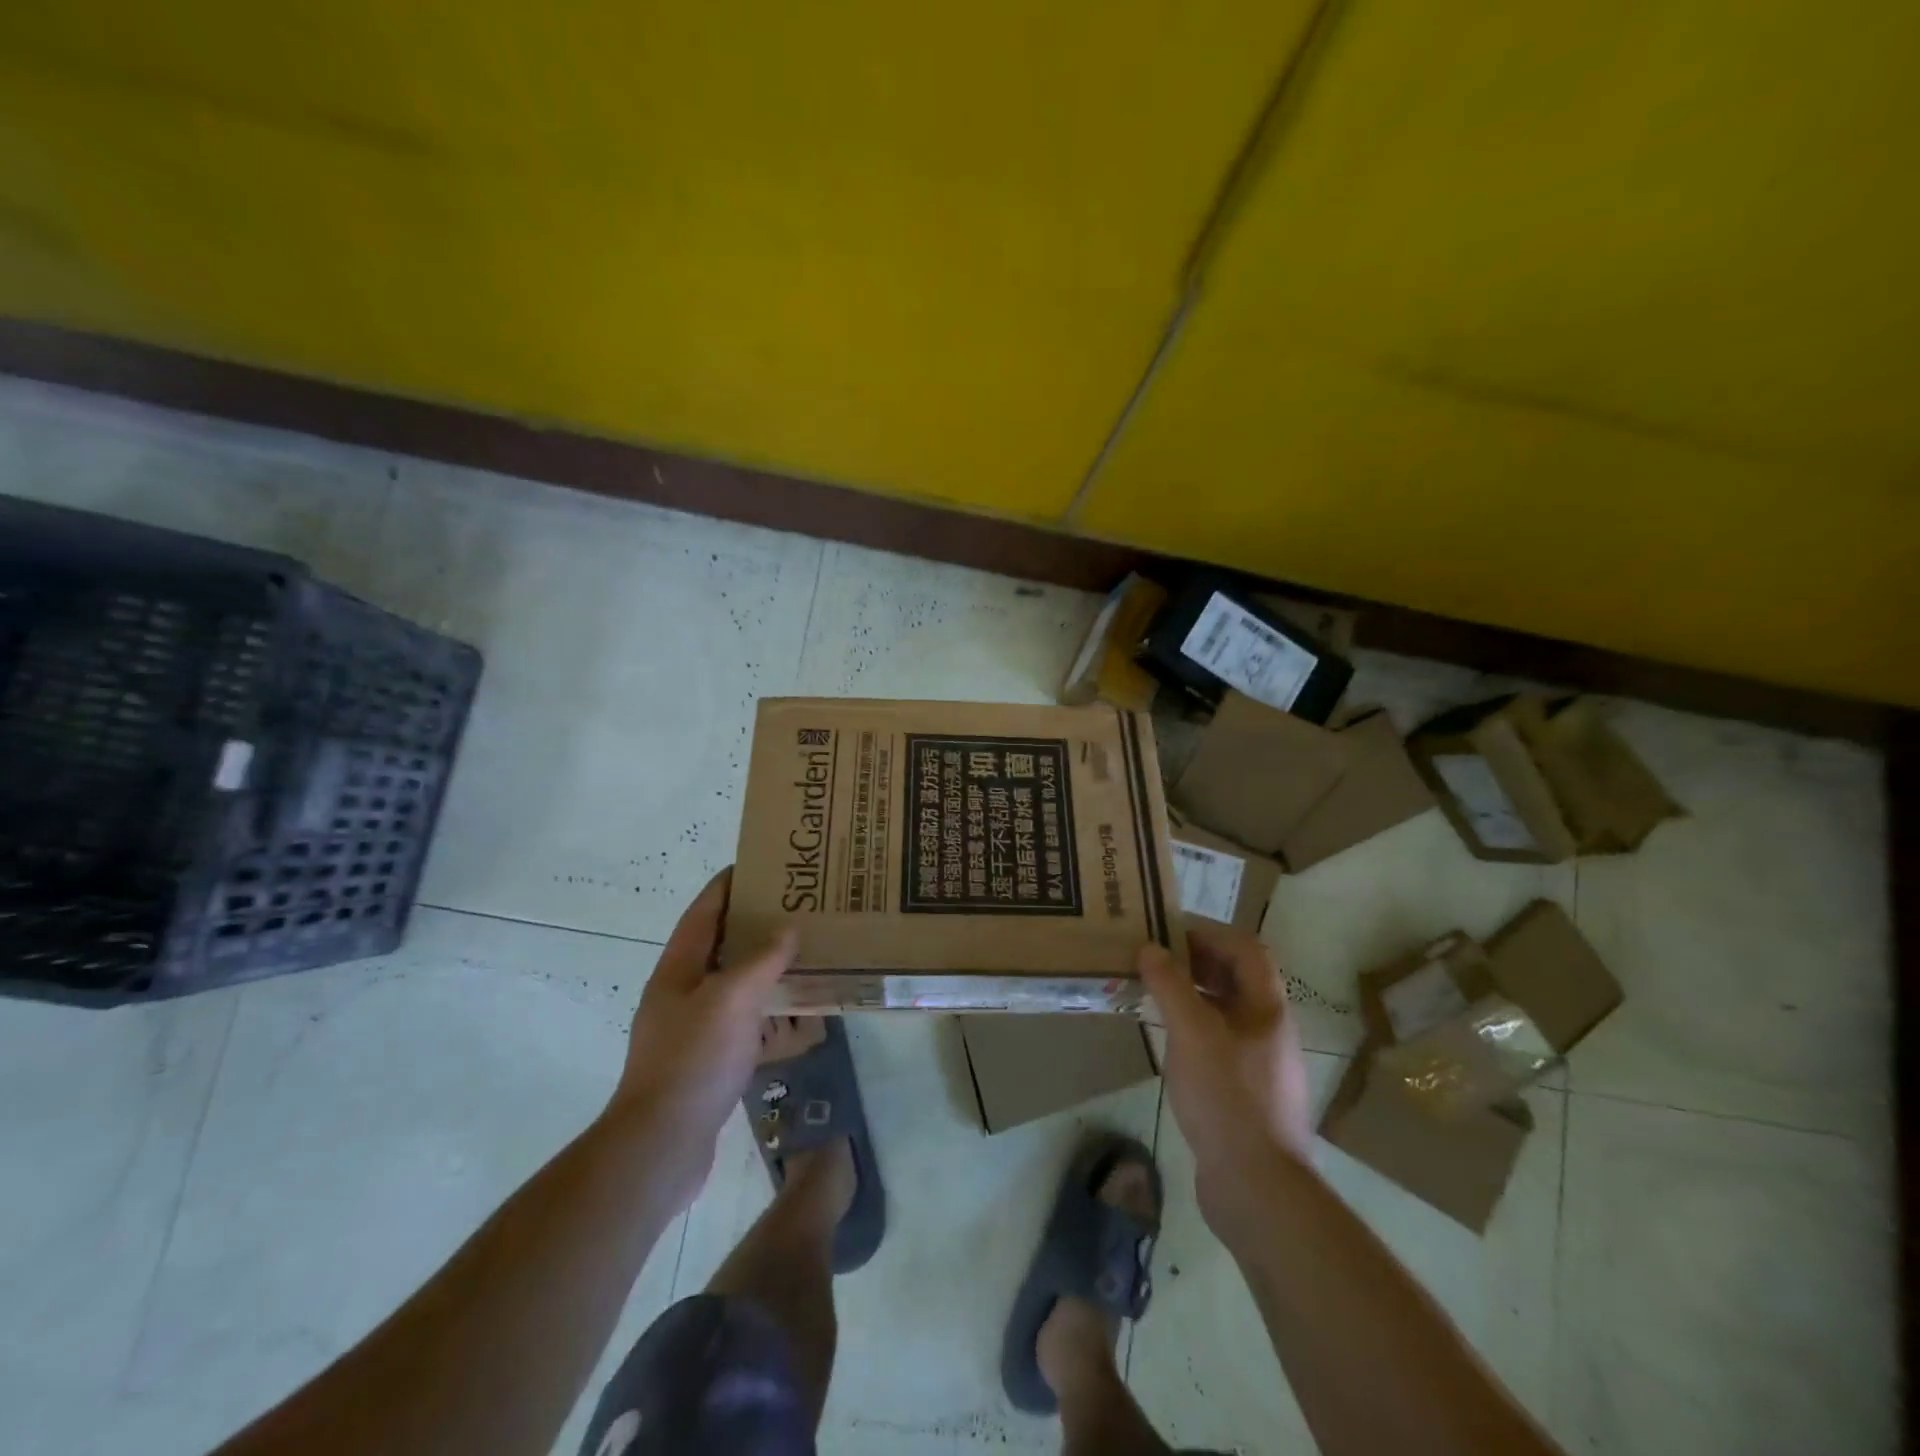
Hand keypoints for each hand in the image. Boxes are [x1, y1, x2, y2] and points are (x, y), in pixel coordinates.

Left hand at [609, 868, 795, 1209]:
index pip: (704, 910)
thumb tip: (788, 929)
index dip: (729, 884)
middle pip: (720, 944)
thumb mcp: (732, 999)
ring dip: (764, 966)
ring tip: (803, 950)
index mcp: (678, 968)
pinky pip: (742, 1020)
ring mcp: (692, 1028)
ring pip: (733, 983)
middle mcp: (681, 991)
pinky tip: (796, 1011)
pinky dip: (767, 1008)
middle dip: (754, 923)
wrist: (662, 1144)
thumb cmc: (694, 1060)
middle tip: (796, 906)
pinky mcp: (707, 1060)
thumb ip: (762, 960)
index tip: (763, 865)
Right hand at [1139, 923, 1314, 1226]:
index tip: (1168, 930)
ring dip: (1191, 993)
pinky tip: (1166, 1038)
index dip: (1209, 932)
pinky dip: (1192, 1026)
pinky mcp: (1245, 1090)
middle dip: (1196, 961)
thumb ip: (1170, 986)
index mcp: (1267, 1008)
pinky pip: (1217, 1040)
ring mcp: (1259, 1061)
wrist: (1257, 1187)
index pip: (1246, 949)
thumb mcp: (1192, 1034)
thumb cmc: (1227, 1098)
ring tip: (1152, 991)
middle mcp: (1268, 1028)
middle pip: (1236, 977)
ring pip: (1225, 1010)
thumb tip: (1150, 948)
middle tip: (1153, 957)